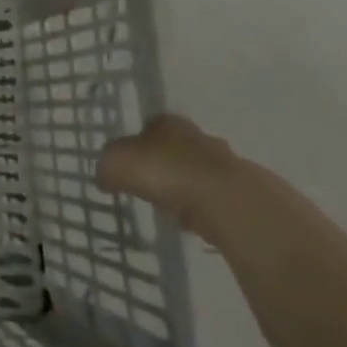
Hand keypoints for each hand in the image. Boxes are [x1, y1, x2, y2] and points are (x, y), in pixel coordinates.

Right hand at [96, 114, 239, 236]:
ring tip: (169, 209)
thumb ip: (106, 167)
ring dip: (185, 189)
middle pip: (176, 149)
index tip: (129, 166)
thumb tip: (104, 177)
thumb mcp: (116, 164)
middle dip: (164, 166)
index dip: (137, 145)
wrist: (224, 201)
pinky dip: (202, 209)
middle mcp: (197, 136)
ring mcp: (225, 164)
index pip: (149, 127)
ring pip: (197, 174)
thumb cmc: (163, 171)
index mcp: (167, 122)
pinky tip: (192, 223)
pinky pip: (213, 199)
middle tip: (148, 187)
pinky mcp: (242, 193)